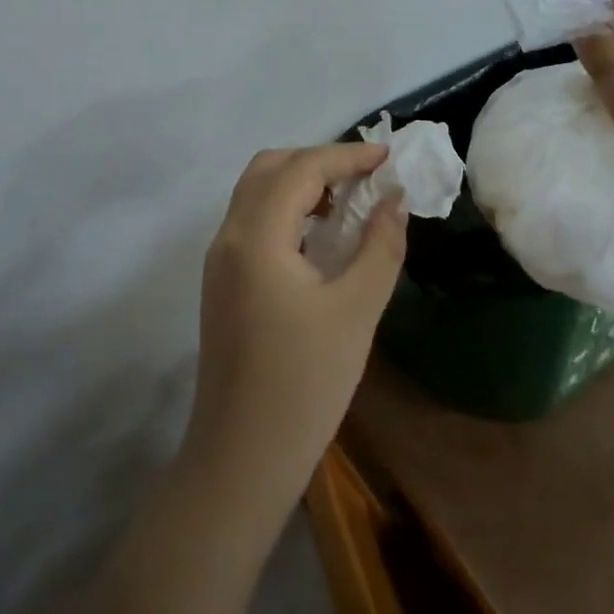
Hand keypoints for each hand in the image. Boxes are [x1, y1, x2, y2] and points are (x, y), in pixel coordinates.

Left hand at [180, 143, 407, 532]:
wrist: (241, 458)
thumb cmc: (304, 384)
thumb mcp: (356, 311)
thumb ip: (380, 246)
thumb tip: (394, 201)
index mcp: (255, 237)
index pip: (301, 169)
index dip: (347, 155)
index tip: (388, 157)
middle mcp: (228, 237)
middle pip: (269, 168)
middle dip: (318, 161)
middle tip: (365, 176)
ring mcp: (219, 261)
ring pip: (256, 193)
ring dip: (300, 183)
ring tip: (349, 200)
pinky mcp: (222, 283)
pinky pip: (253, 221)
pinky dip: (286, 209)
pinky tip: (320, 235)